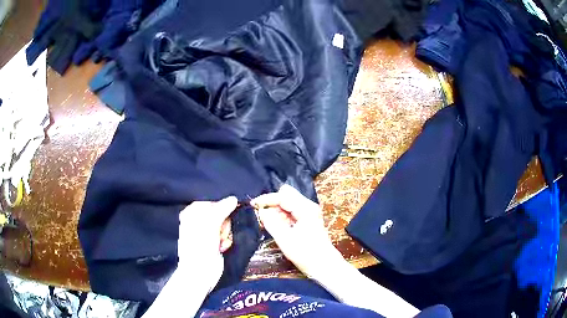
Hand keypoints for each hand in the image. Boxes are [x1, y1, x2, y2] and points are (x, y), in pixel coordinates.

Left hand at [178, 196, 236, 283]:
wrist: (200, 273)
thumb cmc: (199, 247)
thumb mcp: (209, 225)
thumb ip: (221, 209)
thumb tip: (233, 198)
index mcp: (192, 213)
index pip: (211, 201)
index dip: (221, 207)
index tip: (226, 213)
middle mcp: (199, 220)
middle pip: (221, 212)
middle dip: (224, 223)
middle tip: (219, 232)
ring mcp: (208, 232)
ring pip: (226, 224)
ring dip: (226, 233)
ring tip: (219, 243)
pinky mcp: (216, 242)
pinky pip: (227, 235)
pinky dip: (226, 241)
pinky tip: (222, 247)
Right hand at [252, 185, 340, 277]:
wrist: (323, 265)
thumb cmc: (305, 254)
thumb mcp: (284, 239)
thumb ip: (271, 222)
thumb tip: (261, 210)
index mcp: (305, 209)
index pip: (282, 196)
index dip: (266, 199)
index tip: (253, 205)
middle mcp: (308, 206)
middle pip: (286, 195)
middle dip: (272, 203)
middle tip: (263, 216)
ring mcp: (309, 211)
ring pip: (288, 202)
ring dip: (277, 210)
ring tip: (271, 224)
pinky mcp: (308, 218)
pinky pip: (291, 210)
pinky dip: (282, 215)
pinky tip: (279, 227)